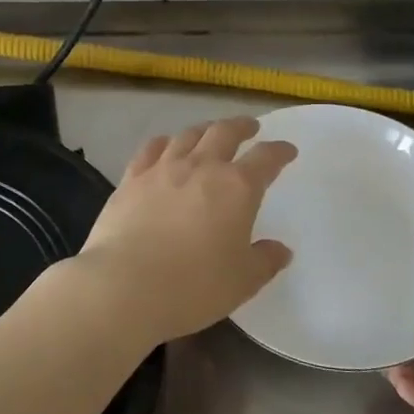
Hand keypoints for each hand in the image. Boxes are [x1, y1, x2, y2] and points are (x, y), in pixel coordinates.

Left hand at [74, 116, 296, 345]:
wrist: (125, 285)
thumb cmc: (194, 286)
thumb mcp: (242, 281)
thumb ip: (265, 261)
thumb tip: (280, 249)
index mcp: (237, 187)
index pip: (266, 158)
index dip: (279, 152)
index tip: (287, 150)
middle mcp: (202, 167)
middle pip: (225, 132)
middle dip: (242, 127)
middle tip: (250, 127)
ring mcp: (163, 168)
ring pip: (188, 135)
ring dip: (205, 129)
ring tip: (211, 132)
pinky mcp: (132, 178)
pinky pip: (152, 148)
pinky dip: (165, 142)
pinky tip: (166, 145)